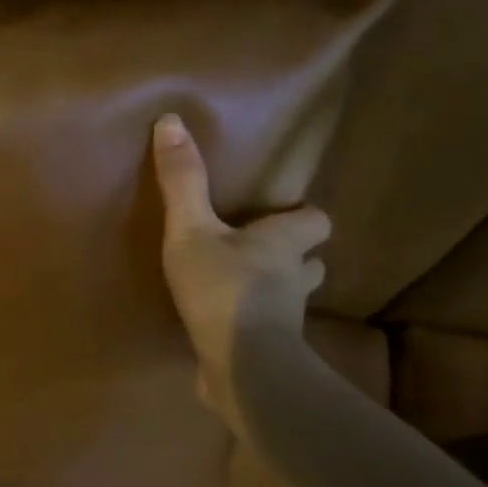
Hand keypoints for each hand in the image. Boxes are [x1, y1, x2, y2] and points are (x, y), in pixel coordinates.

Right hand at [152, 113, 330, 429]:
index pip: (317, 221)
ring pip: (291, 298)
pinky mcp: (269, 352)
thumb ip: (182, 181)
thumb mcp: (191, 230)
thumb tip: (171, 119)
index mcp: (284, 242)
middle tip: (261, 253)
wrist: (242, 367)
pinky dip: (252, 327)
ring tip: (242, 289)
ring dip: (275, 292)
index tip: (282, 216)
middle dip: (294, 256)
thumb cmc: (223, 288)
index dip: (303, 217)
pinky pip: (266, 333)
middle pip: (312, 261)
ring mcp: (286, 320)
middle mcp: (294, 278)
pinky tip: (224, 329)